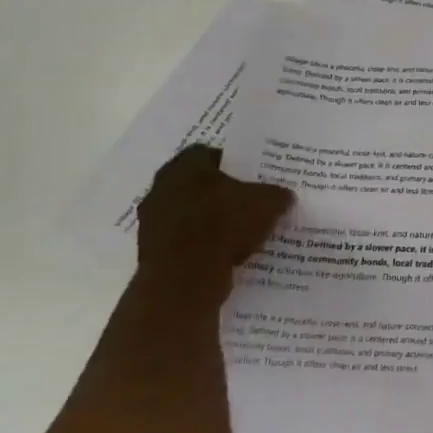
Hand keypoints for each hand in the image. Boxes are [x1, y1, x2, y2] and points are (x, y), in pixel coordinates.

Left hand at [135, 145, 293, 299]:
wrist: (186, 278)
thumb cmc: (225, 225)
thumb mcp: (269, 203)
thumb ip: (277, 194)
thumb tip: (283, 196)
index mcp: (185, 166)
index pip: (209, 153)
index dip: (232, 163)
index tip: (251, 176)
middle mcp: (161, 187)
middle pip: (196, 183)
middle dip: (219, 192)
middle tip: (246, 201)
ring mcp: (151, 221)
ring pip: (187, 212)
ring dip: (208, 219)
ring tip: (238, 231)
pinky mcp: (150, 251)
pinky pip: (182, 239)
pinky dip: (199, 243)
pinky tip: (223, 253)